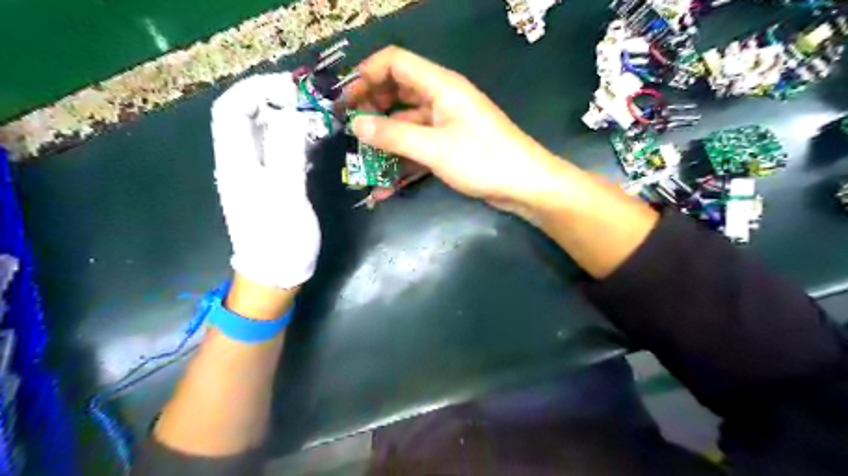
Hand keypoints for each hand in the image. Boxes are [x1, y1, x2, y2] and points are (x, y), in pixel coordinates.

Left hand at [210, 74, 318, 290]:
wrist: (276, 276)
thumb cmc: (280, 240)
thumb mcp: (285, 196)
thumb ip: (286, 152)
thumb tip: (291, 111)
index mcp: (236, 162)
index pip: (231, 109)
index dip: (256, 89)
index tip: (292, 86)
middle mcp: (241, 162)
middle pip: (249, 117)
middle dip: (277, 100)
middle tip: (312, 99)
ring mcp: (258, 173)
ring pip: (267, 133)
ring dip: (290, 118)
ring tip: (319, 114)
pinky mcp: (273, 184)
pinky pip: (281, 151)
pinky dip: (297, 138)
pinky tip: (316, 139)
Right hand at [344, 45, 576, 215]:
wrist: (524, 185)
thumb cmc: (482, 159)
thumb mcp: (434, 147)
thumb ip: (394, 135)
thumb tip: (357, 123)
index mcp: (440, 86)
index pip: (395, 62)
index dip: (367, 74)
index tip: (346, 99)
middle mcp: (441, 99)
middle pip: (398, 92)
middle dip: (372, 107)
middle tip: (349, 128)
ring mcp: (446, 124)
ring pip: (406, 123)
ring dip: (385, 138)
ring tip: (361, 157)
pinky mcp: (450, 146)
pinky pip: (419, 146)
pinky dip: (402, 159)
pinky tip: (384, 181)